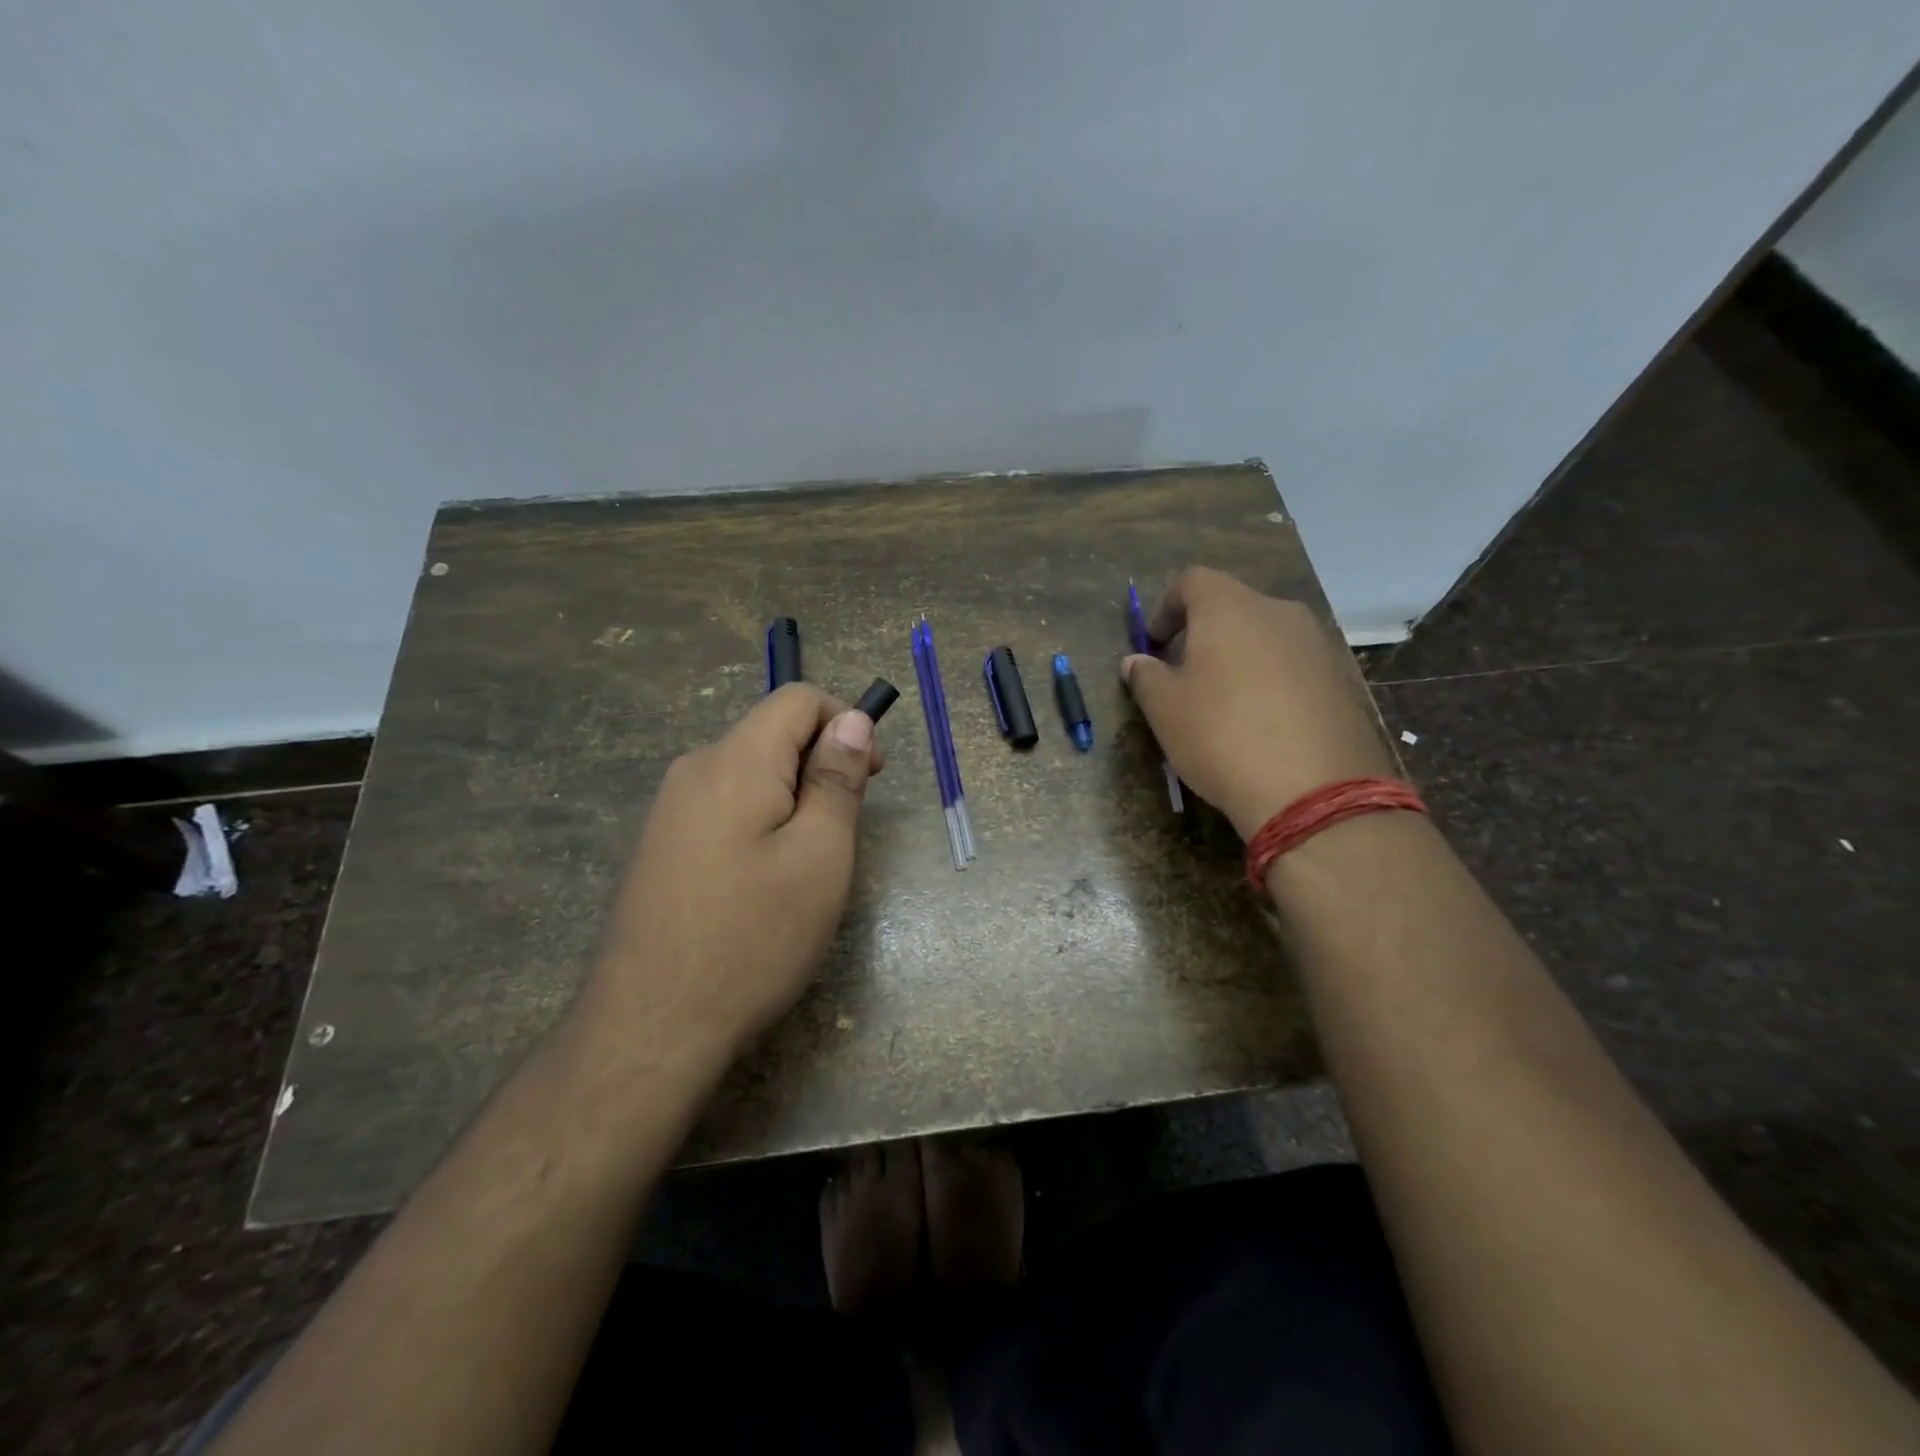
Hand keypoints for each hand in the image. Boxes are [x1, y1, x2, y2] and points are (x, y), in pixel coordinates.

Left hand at [578, 684, 884, 1067]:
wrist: (649, 1028)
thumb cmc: (752, 938)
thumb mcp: (820, 856)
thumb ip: (837, 779)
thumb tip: (852, 719)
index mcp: (735, 761)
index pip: (798, 699)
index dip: (846, 722)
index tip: (870, 778)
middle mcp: (693, 770)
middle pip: (771, 734)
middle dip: (820, 765)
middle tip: (843, 834)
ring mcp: (668, 810)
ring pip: (749, 774)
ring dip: (792, 798)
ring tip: (807, 865)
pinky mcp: (660, 847)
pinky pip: (723, 808)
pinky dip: (760, 822)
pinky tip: (763, 883)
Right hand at [1123, 567, 1396, 839]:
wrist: (1313, 790)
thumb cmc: (1221, 736)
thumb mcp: (1165, 709)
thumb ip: (1146, 676)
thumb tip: (1136, 662)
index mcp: (1230, 608)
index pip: (1193, 581)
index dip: (1167, 606)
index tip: (1154, 643)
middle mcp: (1279, 613)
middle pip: (1233, 607)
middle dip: (1203, 633)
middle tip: (1184, 674)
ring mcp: (1317, 645)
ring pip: (1266, 637)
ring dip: (1239, 657)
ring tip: (1223, 702)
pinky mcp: (1341, 680)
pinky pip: (1294, 666)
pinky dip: (1271, 680)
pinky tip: (1262, 723)